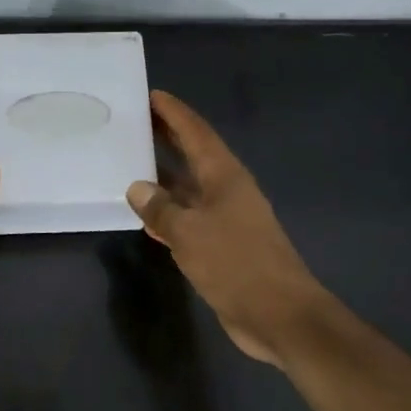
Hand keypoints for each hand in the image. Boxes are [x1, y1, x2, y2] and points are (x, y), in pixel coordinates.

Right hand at [126, 90, 329, 365]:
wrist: (279, 315)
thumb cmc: (236, 264)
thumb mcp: (189, 233)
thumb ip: (161, 209)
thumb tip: (137, 187)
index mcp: (225, 177)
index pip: (196, 134)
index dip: (175, 114)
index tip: (152, 95)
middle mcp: (227, 192)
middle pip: (194, 156)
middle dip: (168, 139)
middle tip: (135, 123)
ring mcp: (227, 220)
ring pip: (189, 189)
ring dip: (165, 178)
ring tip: (131, 165)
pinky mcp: (223, 247)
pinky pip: (189, 220)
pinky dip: (169, 214)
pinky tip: (148, 219)